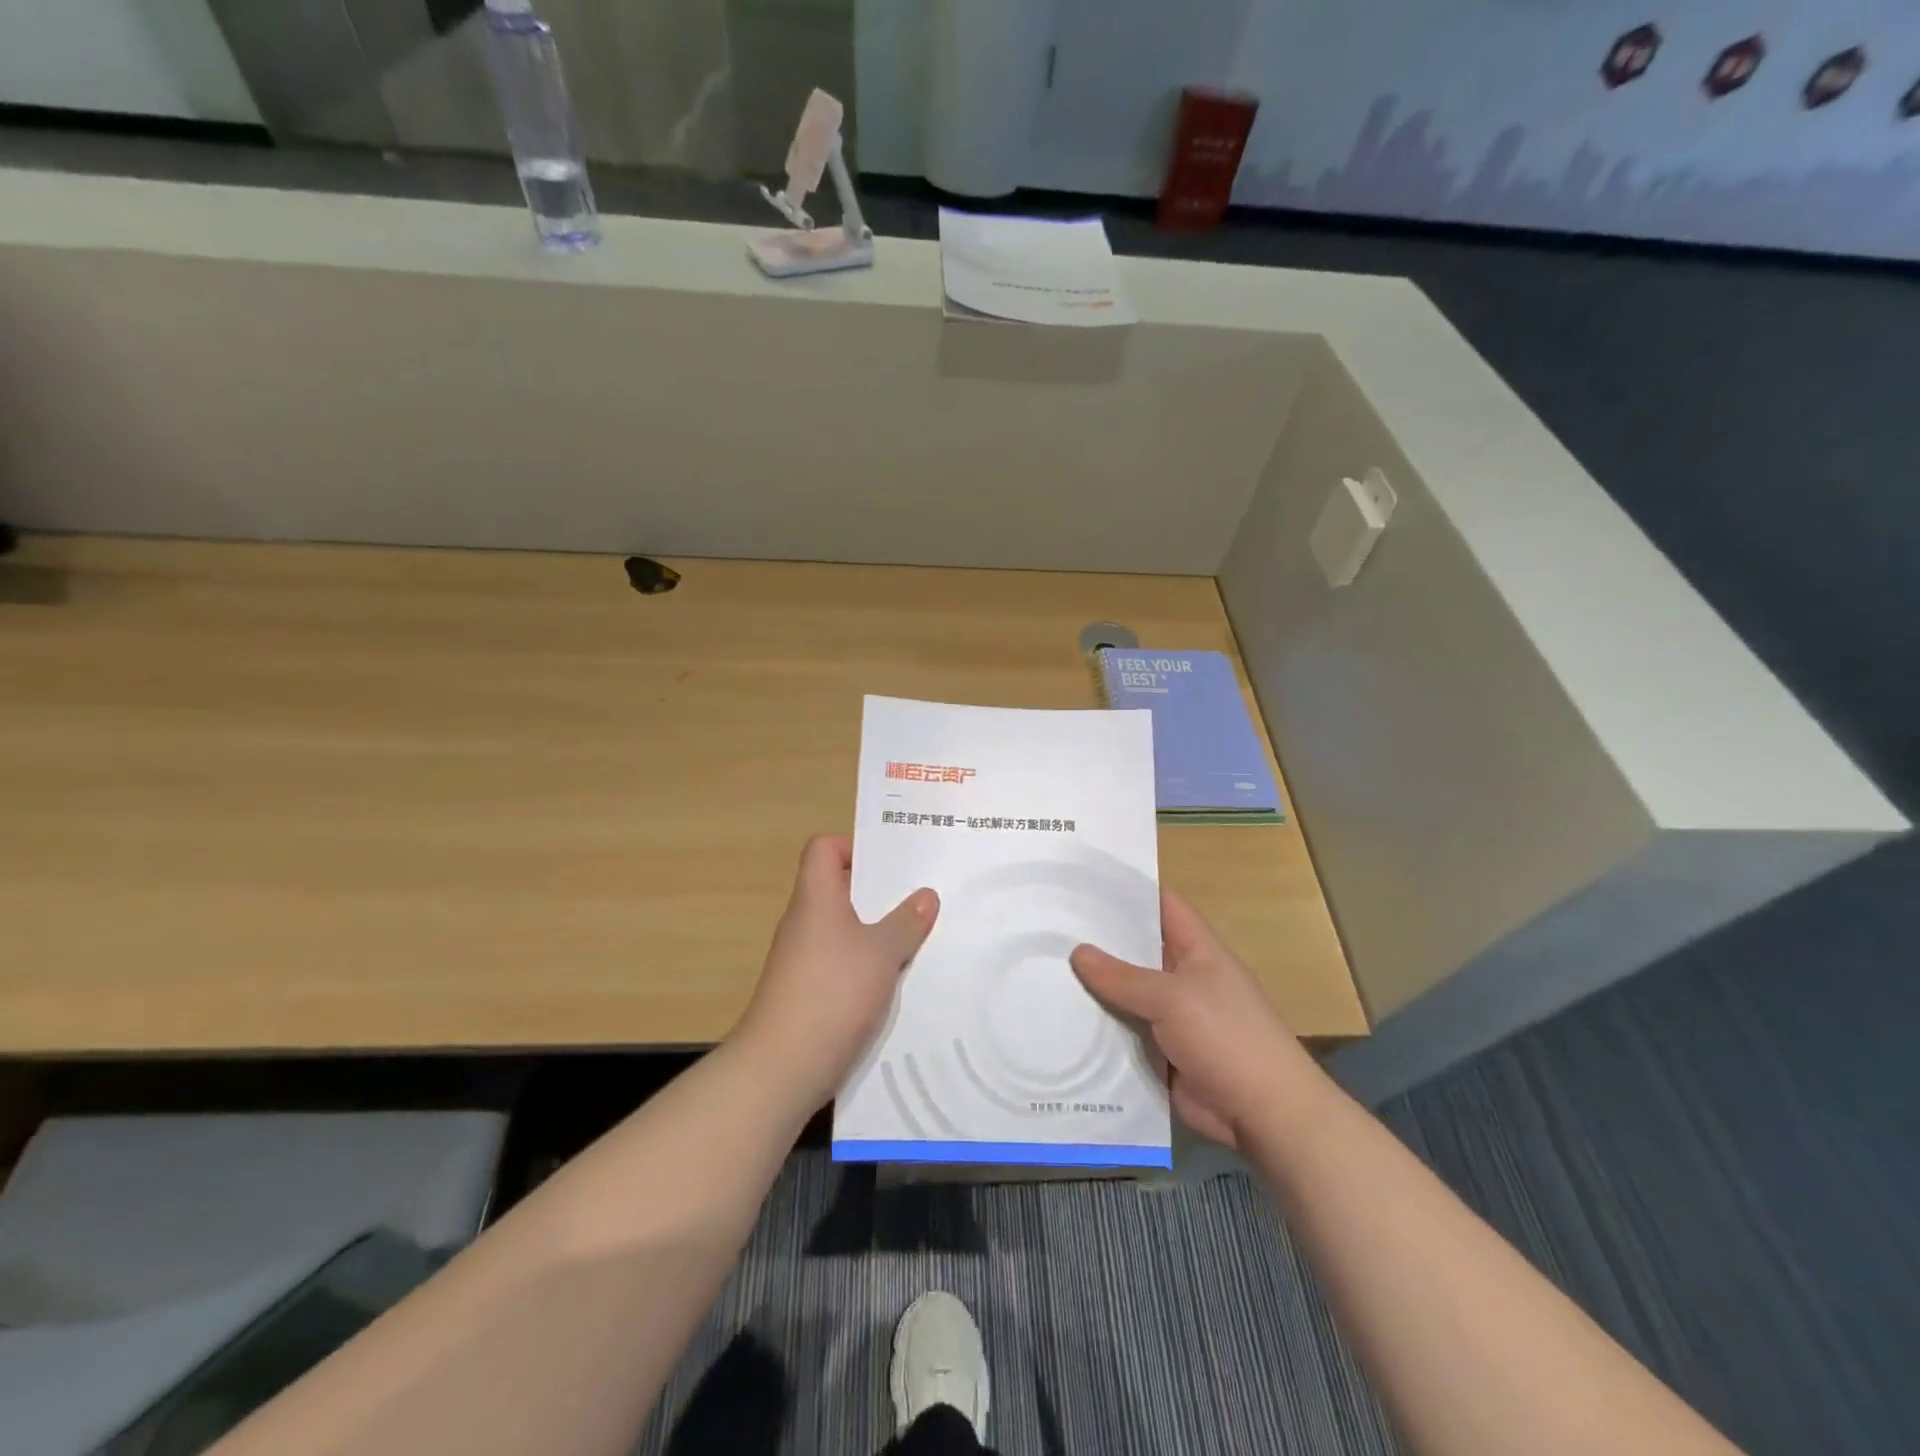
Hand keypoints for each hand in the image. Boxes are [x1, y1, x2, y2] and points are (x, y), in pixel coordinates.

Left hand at [733, 835, 938, 1109]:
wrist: (782, 1067)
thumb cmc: (832, 992)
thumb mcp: (881, 953)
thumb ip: (906, 922)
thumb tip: (926, 895)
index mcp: (816, 897)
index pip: (823, 849)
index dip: (854, 846)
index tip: (890, 863)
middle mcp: (806, 922)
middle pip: (840, 888)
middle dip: (880, 891)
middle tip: (921, 895)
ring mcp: (803, 959)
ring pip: (845, 929)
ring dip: (878, 931)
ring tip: (920, 935)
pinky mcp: (808, 992)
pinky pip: (843, 963)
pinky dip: (868, 965)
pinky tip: (898, 979)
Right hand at [1070, 890, 1303, 1148]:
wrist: (1264, 1114)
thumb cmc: (1227, 1037)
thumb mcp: (1173, 998)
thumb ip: (1124, 977)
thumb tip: (1077, 952)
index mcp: (1197, 950)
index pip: (1162, 905)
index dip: (1129, 890)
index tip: (1085, 881)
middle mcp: (1183, 977)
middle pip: (1137, 950)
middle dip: (1099, 940)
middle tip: (1049, 926)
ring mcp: (1172, 1017)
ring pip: (1126, 995)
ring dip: (1094, 989)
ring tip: (1042, 969)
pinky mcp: (1161, 1053)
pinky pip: (1124, 1034)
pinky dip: (1099, 1030)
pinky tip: (1060, 1020)